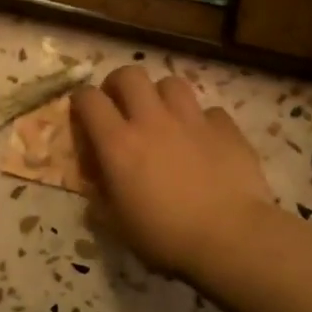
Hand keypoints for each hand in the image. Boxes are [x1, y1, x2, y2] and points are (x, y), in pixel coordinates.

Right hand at [70, 66, 275, 278]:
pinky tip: (204, 139)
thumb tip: (95, 182)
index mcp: (118, 143)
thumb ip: (100, 196)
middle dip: (119, 84)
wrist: (230, 237)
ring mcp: (192, 119)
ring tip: (163, 116)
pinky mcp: (226, 127)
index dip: (81, 100)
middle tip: (121, 105)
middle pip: (129, 75)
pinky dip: (202, 121)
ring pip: (171, 83)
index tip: (83, 113)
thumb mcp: (118, 224)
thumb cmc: (166, 236)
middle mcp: (152, 120)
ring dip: (161, 95)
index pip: (88, 99)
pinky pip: (209, 110)